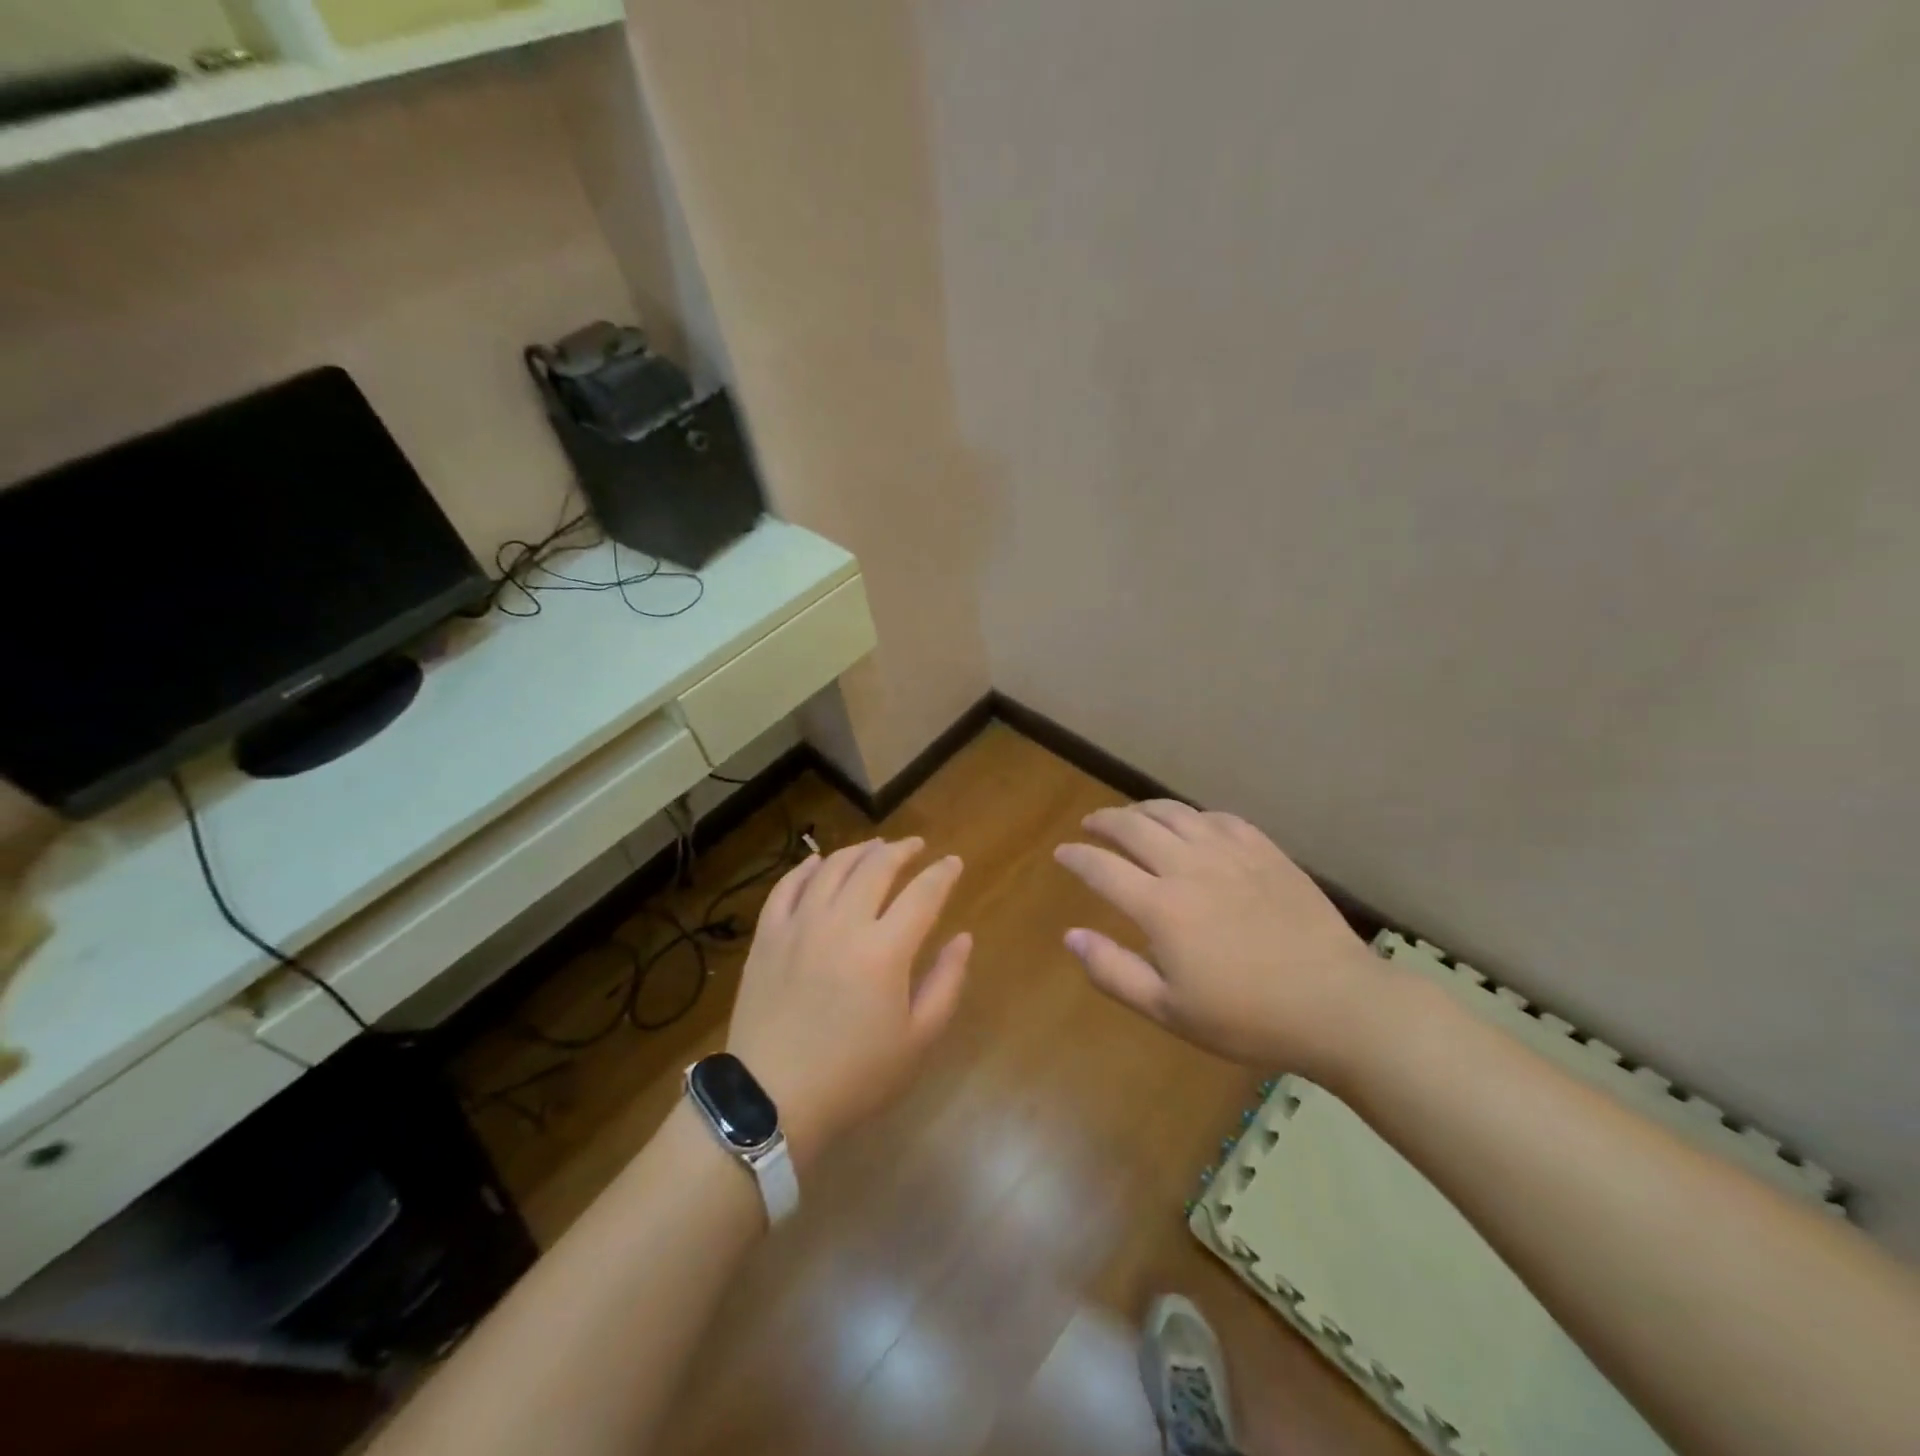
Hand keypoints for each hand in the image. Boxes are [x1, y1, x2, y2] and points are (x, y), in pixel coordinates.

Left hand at [727, 837, 970, 1166]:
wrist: (771, 1100)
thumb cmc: (854, 1076)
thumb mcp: (917, 1040)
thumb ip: (946, 983)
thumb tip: (963, 938)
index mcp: (885, 950)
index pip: (923, 893)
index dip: (943, 873)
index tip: (954, 863)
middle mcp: (842, 923)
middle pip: (876, 867)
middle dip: (902, 850)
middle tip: (916, 847)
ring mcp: (799, 925)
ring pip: (833, 868)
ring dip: (859, 851)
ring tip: (875, 846)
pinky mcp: (767, 935)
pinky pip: (787, 886)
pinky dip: (806, 867)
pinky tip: (818, 861)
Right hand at [1053, 801, 1388, 1078]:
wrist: (1336, 1004)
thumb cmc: (1246, 1017)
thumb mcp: (1169, 1010)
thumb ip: (1113, 971)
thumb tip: (1071, 935)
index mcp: (1160, 907)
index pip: (1101, 867)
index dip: (1076, 856)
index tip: (1062, 853)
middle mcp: (1189, 867)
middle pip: (1133, 827)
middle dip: (1103, 821)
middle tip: (1090, 825)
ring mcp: (1230, 853)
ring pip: (1174, 813)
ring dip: (1143, 809)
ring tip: (1132, 816)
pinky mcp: (1265, 851)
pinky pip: (1218, 817)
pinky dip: (1193, 816)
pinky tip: (1191, 824)